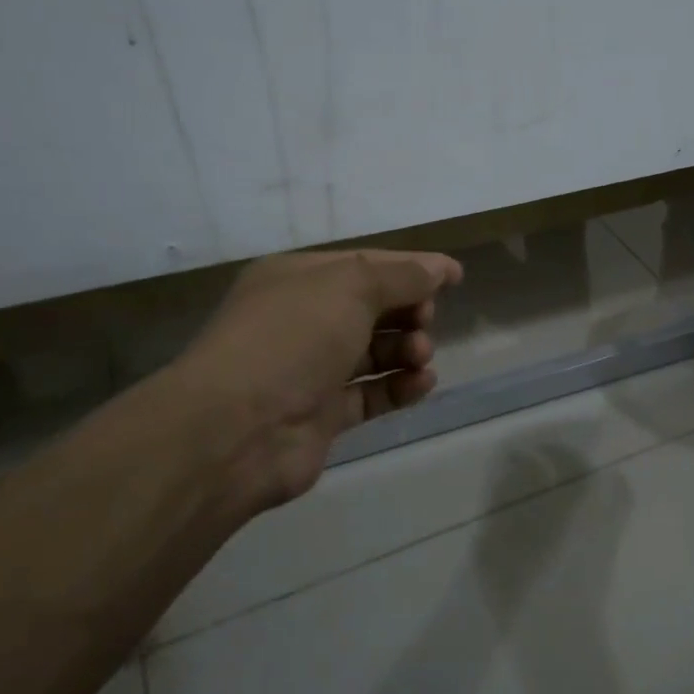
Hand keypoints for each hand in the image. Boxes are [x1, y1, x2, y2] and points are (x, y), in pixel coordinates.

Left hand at [166, 249, 463, 513]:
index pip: (366, 264)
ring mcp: (311, 370)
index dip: (412, 267)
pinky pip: (372, 394)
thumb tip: (439, 268)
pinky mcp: (323, 414)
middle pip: (373, 308)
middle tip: (423, 321)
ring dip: (407, 350)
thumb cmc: (293, 338)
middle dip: (408, 311)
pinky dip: (400, 388)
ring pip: (375, 353)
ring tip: (420, 357)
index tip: (455, 276)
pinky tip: (422, 384)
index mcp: (298, 279)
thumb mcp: (350, 287)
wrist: (237, 430)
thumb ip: (402, 276)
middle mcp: (303, 320)